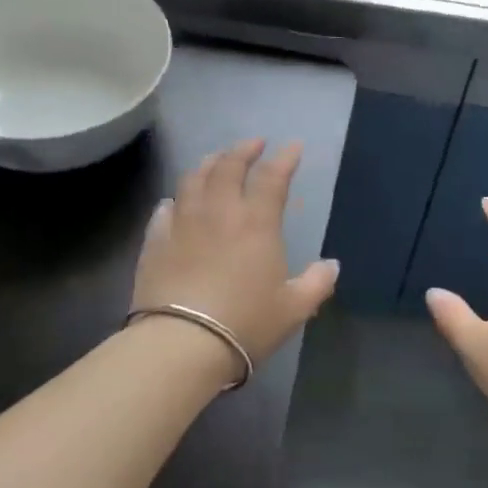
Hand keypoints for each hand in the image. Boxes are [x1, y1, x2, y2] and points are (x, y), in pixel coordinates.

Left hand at [132, 138, 338, 370]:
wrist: (181, 344)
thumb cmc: (245, 323)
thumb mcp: (293, 309)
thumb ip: (316, 283)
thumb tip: (332, 265)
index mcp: (256, 222)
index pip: (272, 177)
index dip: (285, 158)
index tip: (293, 146)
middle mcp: (218, 212)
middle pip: (228, 166)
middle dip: (243, 150)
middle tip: (254, 143)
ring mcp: (183, 223)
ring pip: (193, 179)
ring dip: (208, 163)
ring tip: (216, 159)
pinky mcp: (155, 241)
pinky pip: (165, 209)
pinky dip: (176, 199)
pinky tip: (177, 201)